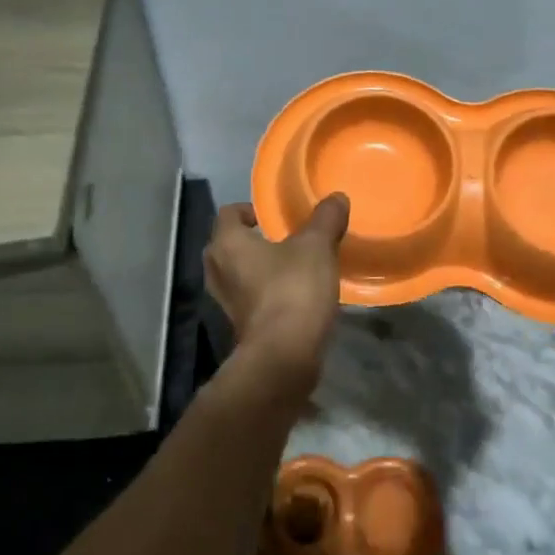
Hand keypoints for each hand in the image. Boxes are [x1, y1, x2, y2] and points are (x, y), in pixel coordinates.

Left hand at [203, 195, 349, 398]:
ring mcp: (225, 302)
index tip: (274, 216)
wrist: (284, 357)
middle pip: (227, 244)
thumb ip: (325, 219)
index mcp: (227, 243)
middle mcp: (217, 270)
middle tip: (282, 238)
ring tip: (289, 266)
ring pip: (236, 274)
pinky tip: (291, 294)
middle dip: (251, 240)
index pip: (229, 213)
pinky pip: (248, 299)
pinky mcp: (239, 326)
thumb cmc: (293, 289)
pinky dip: (263, 293)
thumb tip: (336, 197)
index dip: (250, 210)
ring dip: (257, 269)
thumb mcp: (317, 247)